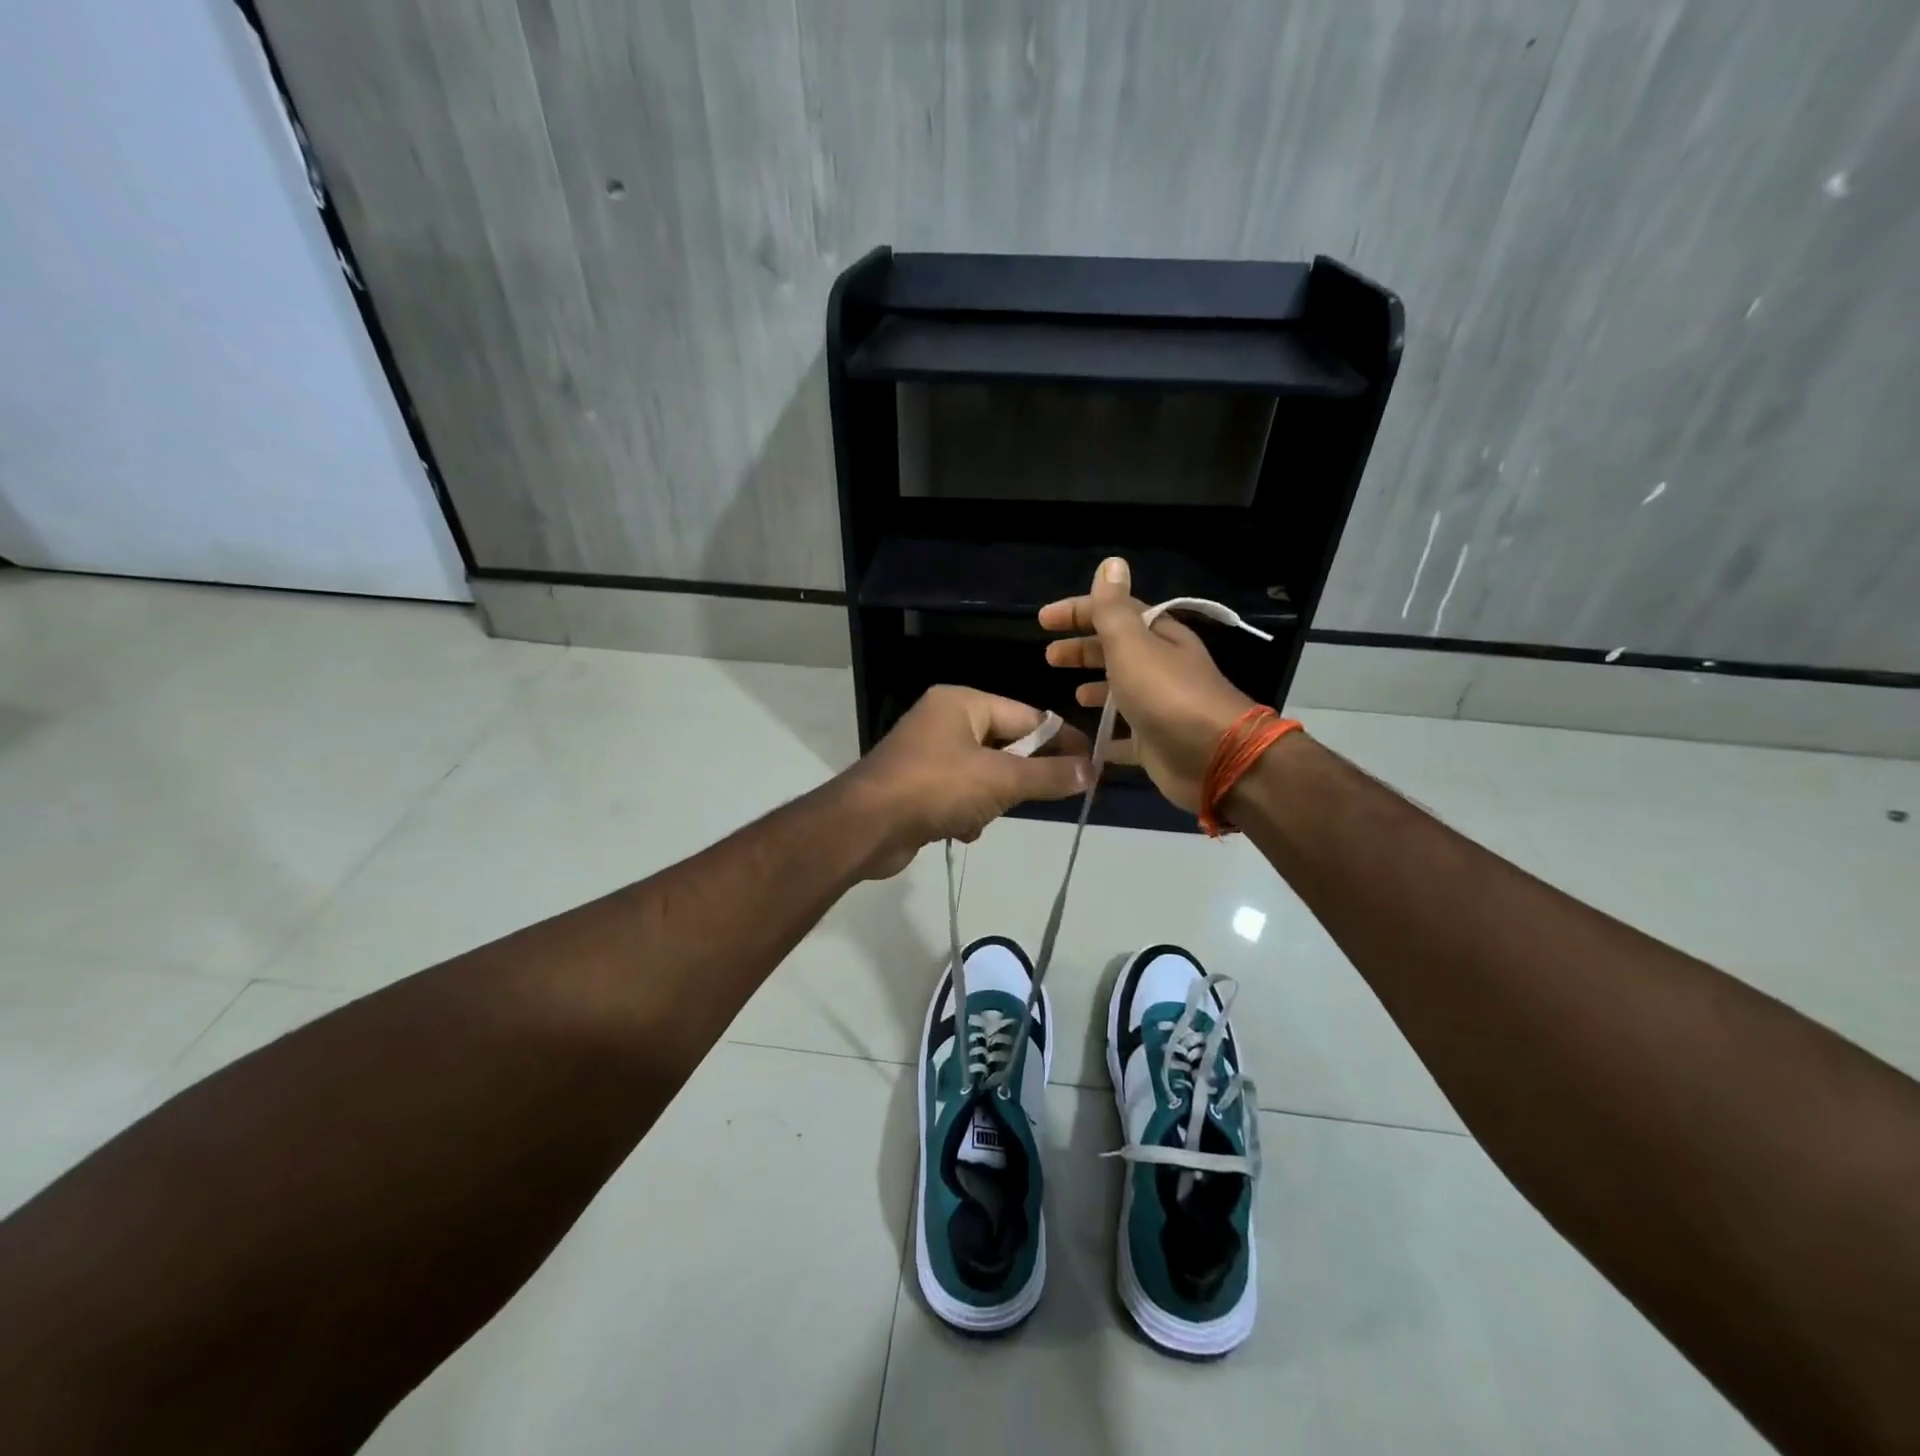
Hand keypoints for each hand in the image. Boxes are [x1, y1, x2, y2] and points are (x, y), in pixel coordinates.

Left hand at [843, 685, 1091, 878]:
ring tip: (982, 816)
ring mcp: (928, 754)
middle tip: (1039, 798)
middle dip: (1019, 777)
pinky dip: (967, 814)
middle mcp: (944, 721)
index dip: (1060, 741)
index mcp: (962, 703)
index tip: (1090, 766)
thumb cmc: (935, 788)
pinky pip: (960, 795)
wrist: (865, 827)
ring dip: (991, 801)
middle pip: (1006, 745)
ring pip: (984, 775)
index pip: (1027, 716)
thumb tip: (1091, 771)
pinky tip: (961, 831)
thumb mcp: (1000, 781)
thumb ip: (1048, 776)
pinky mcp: (917, 786)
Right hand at [1039, 557, 1256, 812]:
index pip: (1114, 613)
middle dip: (1083, 650)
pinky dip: (1106, 734)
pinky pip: (1125, 735)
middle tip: (1050, 657)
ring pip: (1122, 690)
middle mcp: (1161, 667)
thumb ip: (1113, 609)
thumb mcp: (1132, 644)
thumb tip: (1111, 563)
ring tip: (1072, 695)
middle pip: (1116, 650)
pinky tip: (1085, 739)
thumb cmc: (1166, 694)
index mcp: (1157, 637)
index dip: (1078, 611)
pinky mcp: (1155, 742)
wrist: (1212, 757)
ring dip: (1097, 688)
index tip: (1043, 620)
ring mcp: (1159, 706)